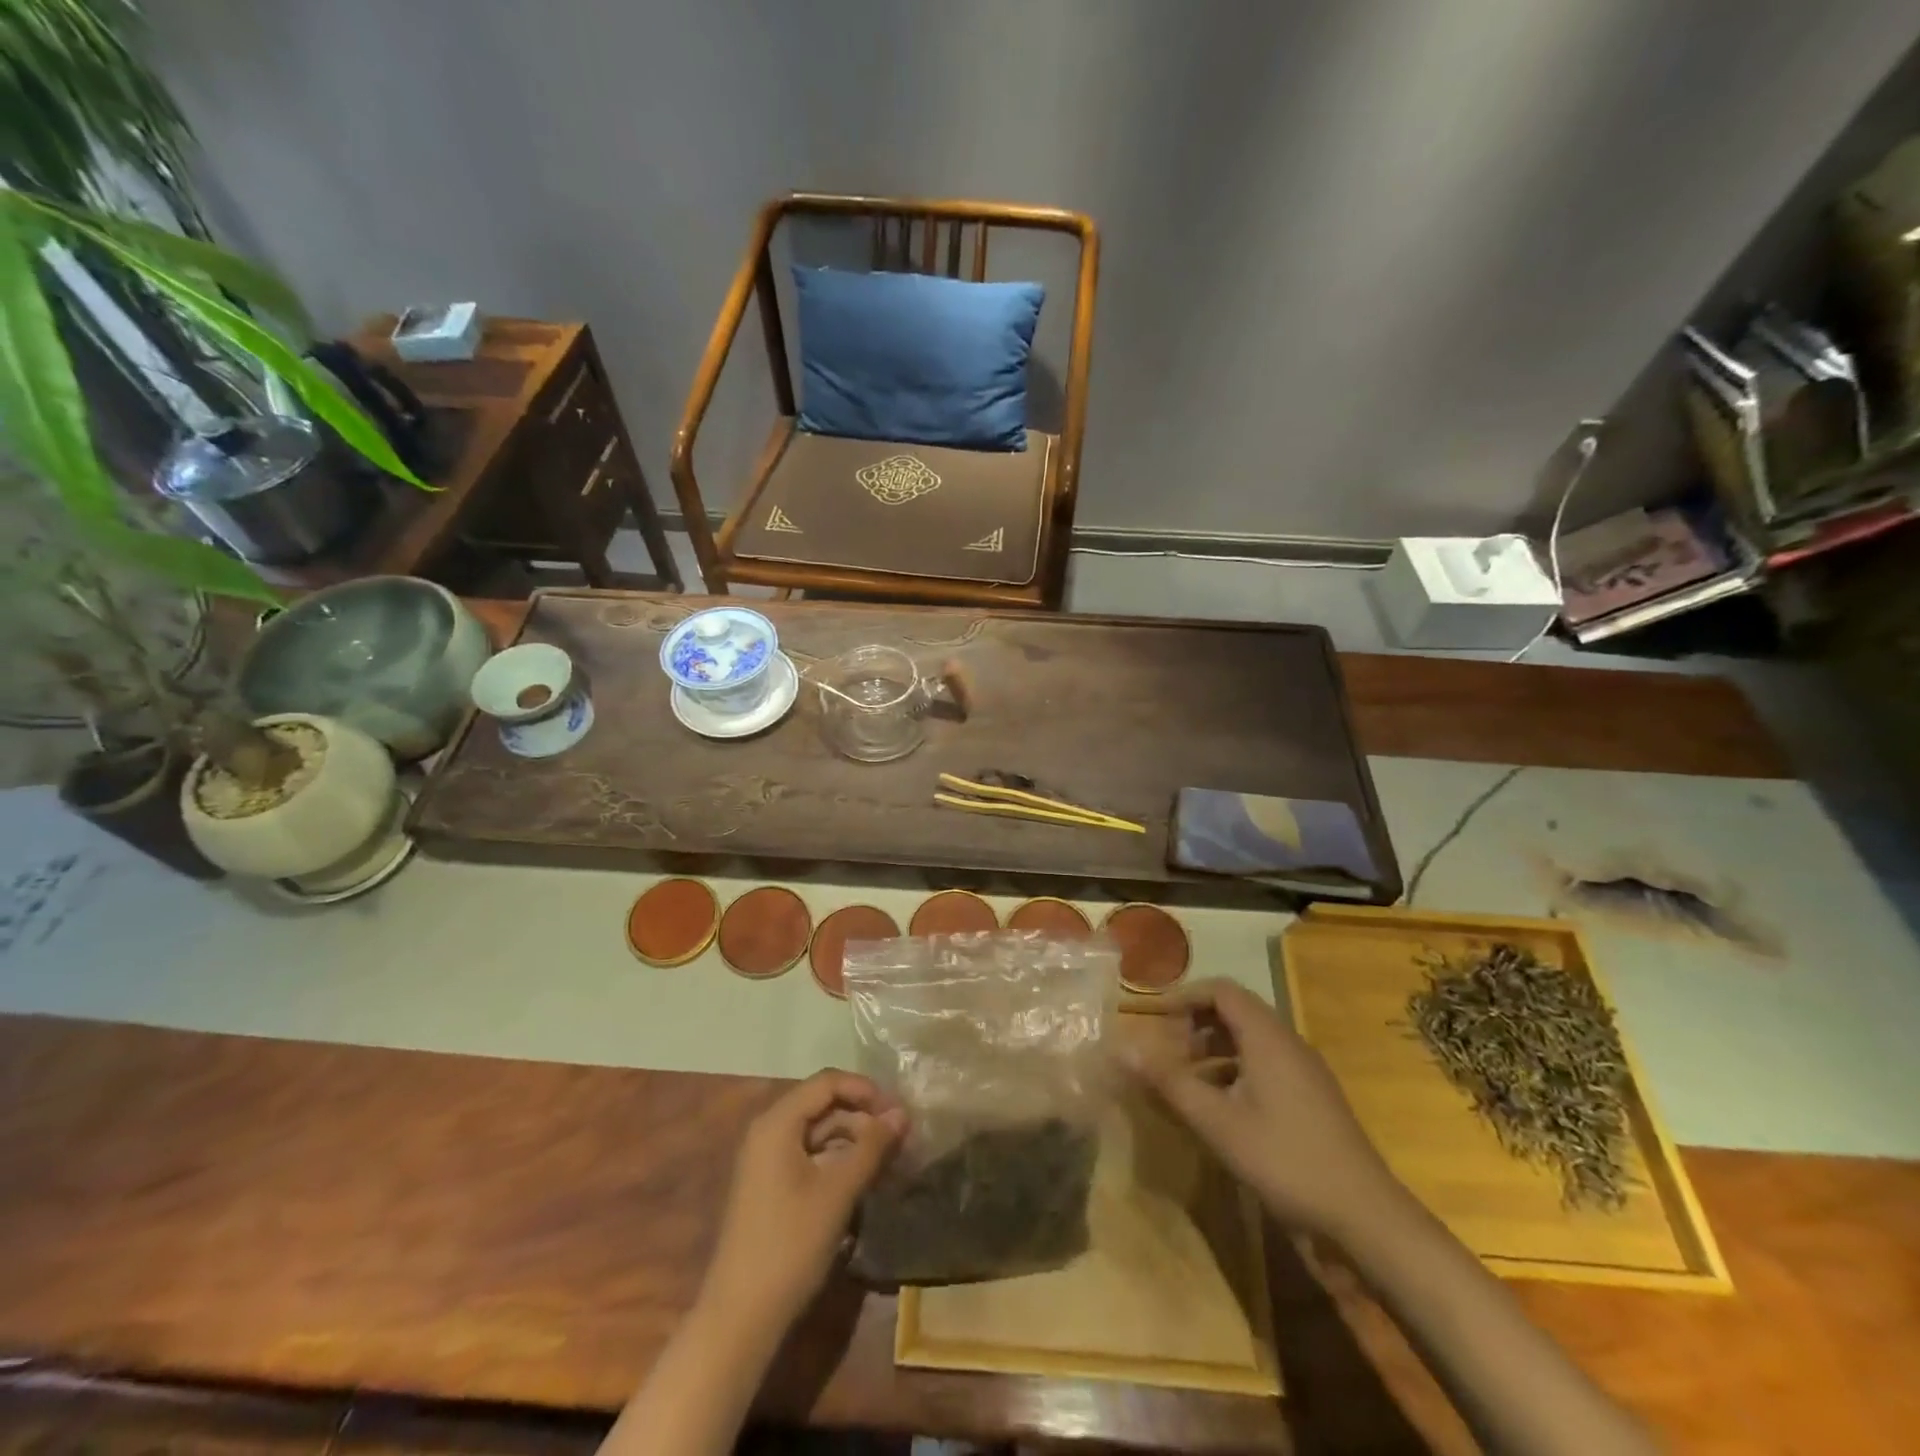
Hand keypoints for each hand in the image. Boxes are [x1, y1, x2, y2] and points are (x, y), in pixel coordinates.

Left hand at [701, 1069, 906, 1329]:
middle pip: (823, 1104)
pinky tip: (864, 1179)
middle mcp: (769, 1131)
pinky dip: (839, 1160)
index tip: (898, 1111)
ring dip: (854, 1139)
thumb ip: (872, 1146)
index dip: (866, 1089)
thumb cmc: (790, 1245)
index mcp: (778, 1122)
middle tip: (900, 1137)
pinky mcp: (771, 1187)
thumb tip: (902, 1113)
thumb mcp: (838, 1191)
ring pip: (819, 1132)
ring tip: (889, 1158)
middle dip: (863, 1115)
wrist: (740, 1318)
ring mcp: (767, 1160)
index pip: (828, 1082)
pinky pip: (811, 1156)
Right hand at [1124, 979, 1405, 1240]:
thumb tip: (1122, 1050)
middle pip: (1235, 1012)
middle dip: (1195, 1025)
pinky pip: (1265, 1064)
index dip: (1185, 997)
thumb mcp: (1217, 1122)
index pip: (1221, 990)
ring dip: (1213, 1051)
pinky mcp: (1312, 1097)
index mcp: (1267, 1037)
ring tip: (1187, 1082)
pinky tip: (1221, 1109)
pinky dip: (1235, 1071)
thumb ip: (1169, 1082)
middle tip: (1167, 1054)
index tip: (1155, 1019)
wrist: (1365, 1216)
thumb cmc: (1285, 1159)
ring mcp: (1304, 1071)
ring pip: (1250, 1041)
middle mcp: (1287, 1043)